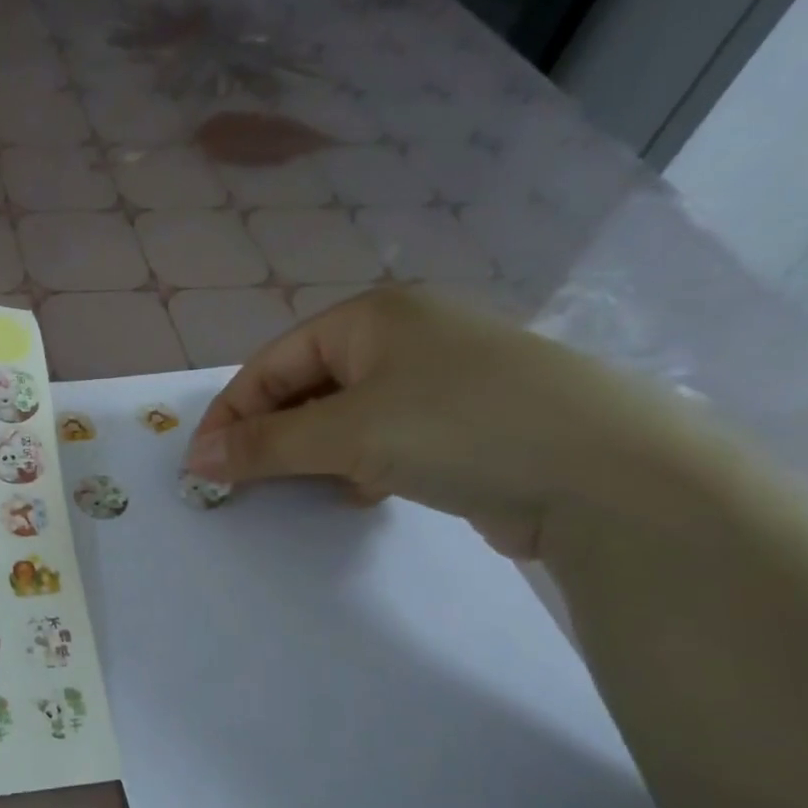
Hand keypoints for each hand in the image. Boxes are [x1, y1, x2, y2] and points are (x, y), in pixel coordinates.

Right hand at [184, 287, 707, 557]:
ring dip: (316, 453)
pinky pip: (387, 438)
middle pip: (307, 386)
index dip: (231, 414)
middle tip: (246, 482)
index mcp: (373, 316)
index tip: (203, 465)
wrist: (609, 475)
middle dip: (273, 435)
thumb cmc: (459, 427)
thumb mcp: (348, 433)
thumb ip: (265, 446)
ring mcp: (442, 378)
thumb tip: (197, 461)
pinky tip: (364, 491)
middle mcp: (406, 335)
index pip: (273, 362)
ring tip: (309, 487)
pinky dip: (361, 464)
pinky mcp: (468, 422)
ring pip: (346, 416)